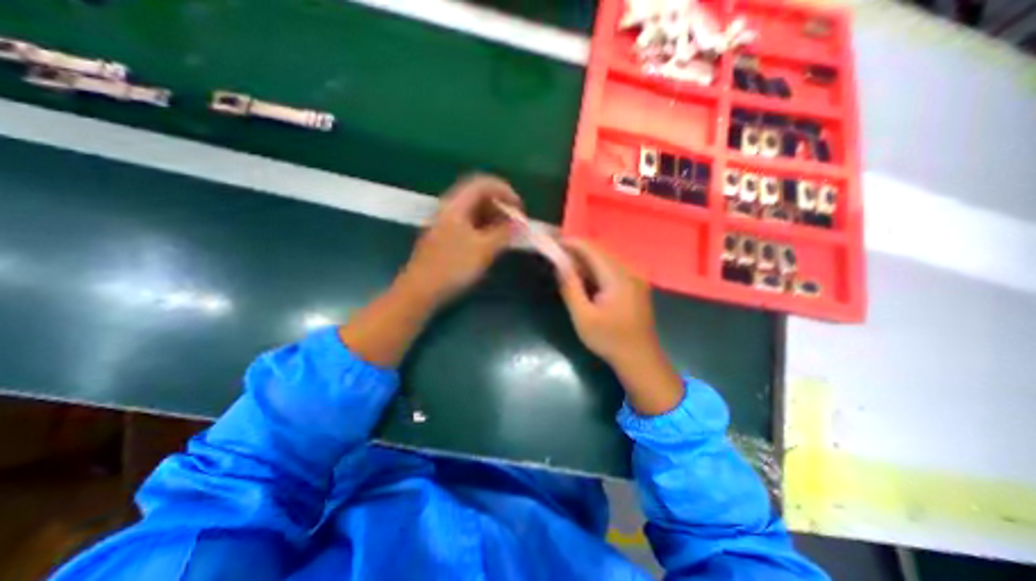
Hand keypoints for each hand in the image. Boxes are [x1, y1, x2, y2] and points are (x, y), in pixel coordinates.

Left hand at [399, 174, 521, 306]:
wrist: (420, 291)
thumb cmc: (452, 267)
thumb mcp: (483, 250)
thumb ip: (505, 234)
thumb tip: (522, 224)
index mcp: (456, 205)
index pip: (482, 184)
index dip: (504, 191)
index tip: (520, 209)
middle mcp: (449, 210)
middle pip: (478, 196)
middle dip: (500, 206)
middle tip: (515, 223)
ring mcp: (445, 225)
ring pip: (474, 212)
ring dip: (493, 219)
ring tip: (507, 235)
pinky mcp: (445, 239)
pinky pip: (468, 225)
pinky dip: (484, 229)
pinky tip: (492, 243)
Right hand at [559, 239, 654, 362]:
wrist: (640, 359)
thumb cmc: (609, 339)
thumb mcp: (583, 316)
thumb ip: (570, 286)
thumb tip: (559, 263)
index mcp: (618, 277)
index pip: (592, 249)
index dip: (571, 243)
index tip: (552, 243)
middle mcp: (629, 271)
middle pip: (600, 251)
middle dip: (577, 251)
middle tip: (556, 256)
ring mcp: (635, 278)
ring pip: (606, 259)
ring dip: (585, 260)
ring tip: (566, 266)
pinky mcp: (635, 285)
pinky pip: (612, 269)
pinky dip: (596, 270)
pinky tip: (585, 278)